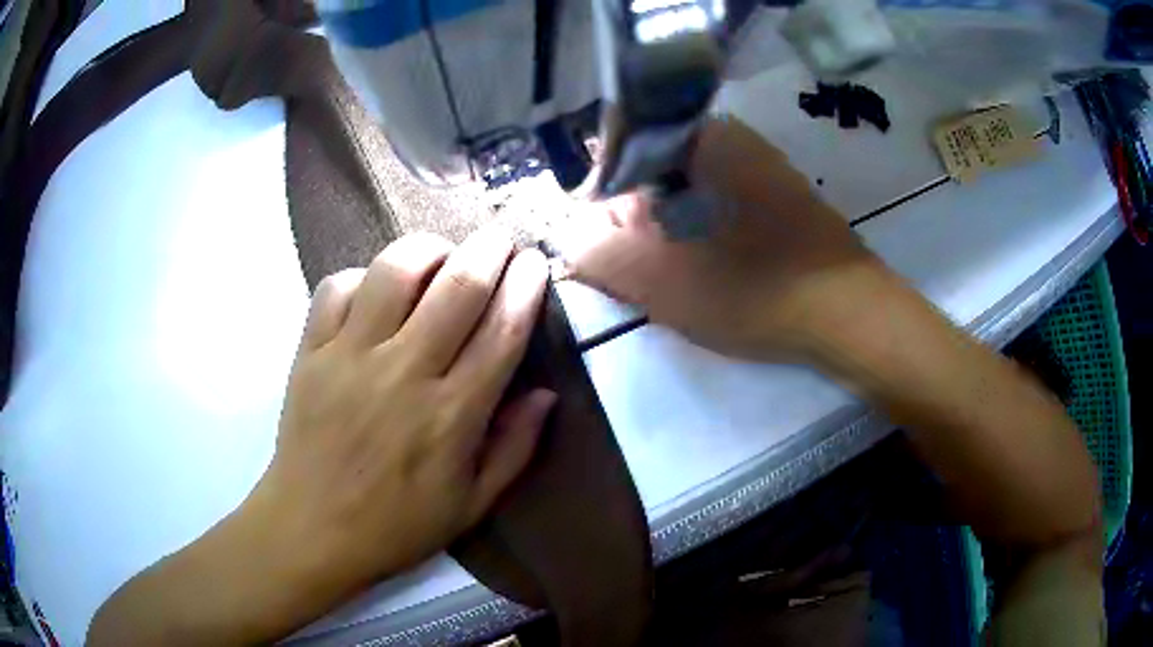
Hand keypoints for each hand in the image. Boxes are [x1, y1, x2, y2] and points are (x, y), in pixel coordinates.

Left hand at [250, 227, 553, 594]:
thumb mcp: (471, 505)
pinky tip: (373, 290)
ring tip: (439, 255)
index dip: (526, 287)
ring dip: (427, 249)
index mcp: (451, 416)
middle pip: (457, 285)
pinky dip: (361, 276)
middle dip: (489, 249)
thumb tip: (546, 394)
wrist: (311, 529)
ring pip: (394, 270)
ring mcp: (350, 356)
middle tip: (500, 239)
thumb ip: (515, 449)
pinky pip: (336, 287)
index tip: (536, 263)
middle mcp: (403, 373)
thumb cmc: (395, 525)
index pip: (501, 331)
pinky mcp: (310, 351)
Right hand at [565, 117, 881, 361]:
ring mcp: (757, 163)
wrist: (847, 313)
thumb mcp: (660, 280)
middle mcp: (728, 137)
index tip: (604, 248)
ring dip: (667, 229)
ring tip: (675, 276)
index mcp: (697, 139)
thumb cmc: (754, 290)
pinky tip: (710, 268)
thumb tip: (570, 239)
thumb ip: (598, 254)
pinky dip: (700, 231)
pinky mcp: (775, 193)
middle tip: (640, 271)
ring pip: (685, 189)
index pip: (618, 152)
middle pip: (652, 170)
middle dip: (635, 220)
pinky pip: (717, 201)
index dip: (600, 203)